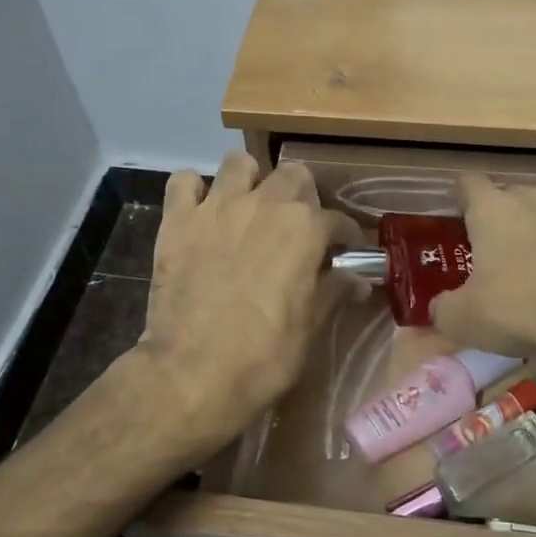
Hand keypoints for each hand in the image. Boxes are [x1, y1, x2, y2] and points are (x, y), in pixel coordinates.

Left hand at [134, 153, 363, 458]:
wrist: (194, 373)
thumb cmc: (264, 355)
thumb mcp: (310, 327)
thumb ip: (333, 291)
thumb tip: (358, 280)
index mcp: (304, 228)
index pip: (336, 220)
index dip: (344, 235)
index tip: (345, 249)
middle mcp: (264, 204)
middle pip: (292, 175)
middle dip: (301, 194)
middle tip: (296, 224)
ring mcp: (217, 207)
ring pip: (238, 163)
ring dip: (248, 180)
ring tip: (247, 206)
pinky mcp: (177, 220)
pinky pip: (183, 182)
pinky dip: (192, 191)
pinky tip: (199, 211)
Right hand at [430, 176, 535, 361]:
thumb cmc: (522, 309)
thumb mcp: (465, 320)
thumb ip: (443, 309)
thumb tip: (437, 309)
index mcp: (493, 211)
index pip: (468, 184)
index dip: (462, 197)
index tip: (460, 215)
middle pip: (515, 197)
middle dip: (508, 217)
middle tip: (502, 251)